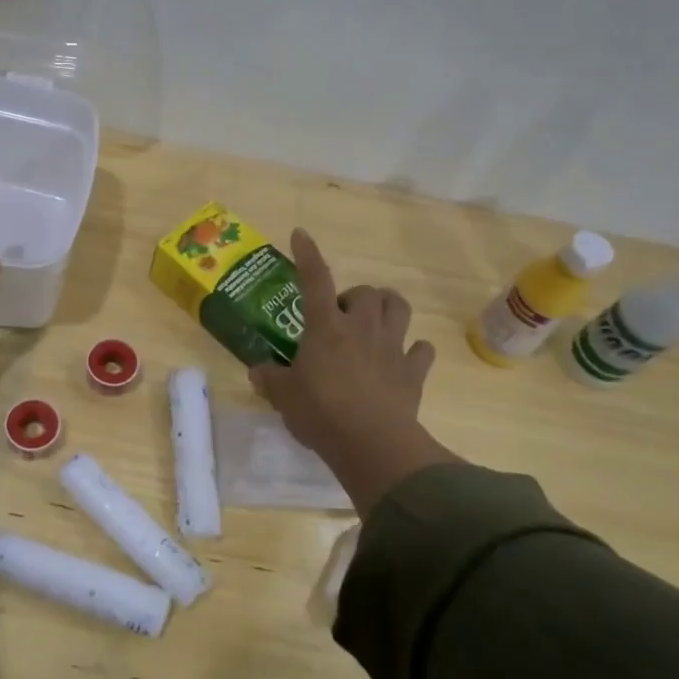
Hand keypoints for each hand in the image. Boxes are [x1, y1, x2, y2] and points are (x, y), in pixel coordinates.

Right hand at [249, 229, 458, 511]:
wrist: (372, 444)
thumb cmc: (321, 413)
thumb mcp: (284, 397)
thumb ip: (270, 379)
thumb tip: (257, 371)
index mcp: (326, 327)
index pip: (315, 280)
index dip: (307, 255)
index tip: (301, 234)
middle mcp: (362, 328)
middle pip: (367, 292)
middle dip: (355, 296)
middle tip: (341, 316)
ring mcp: (392, 348)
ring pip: (400, 307)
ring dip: (388, 308)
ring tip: (375, 322)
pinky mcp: (414, 372)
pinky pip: (422, 349)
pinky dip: (414, 350)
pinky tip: (403, 359)